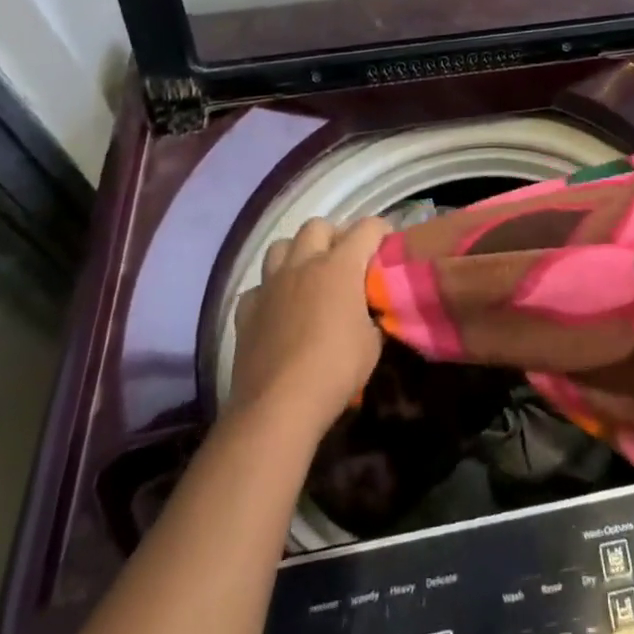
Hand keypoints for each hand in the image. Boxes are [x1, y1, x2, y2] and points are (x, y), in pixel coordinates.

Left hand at [230, 215, 388, 434]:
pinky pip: (258, 287)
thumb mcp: (373, 343)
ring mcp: (270, 285)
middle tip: (345, 260)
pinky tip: (278, 309)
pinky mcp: (246, 311)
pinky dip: (269, 292)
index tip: (387, 246)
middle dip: (334, 235)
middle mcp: (303, 264)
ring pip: (280, 246)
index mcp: (340, 266)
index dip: (381, 231)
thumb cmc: (336, 369)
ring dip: (297, 254)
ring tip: (308, 276)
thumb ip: (372, 315)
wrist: (278, 407)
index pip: (367, 228)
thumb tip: (369, 312)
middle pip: (317, 226)